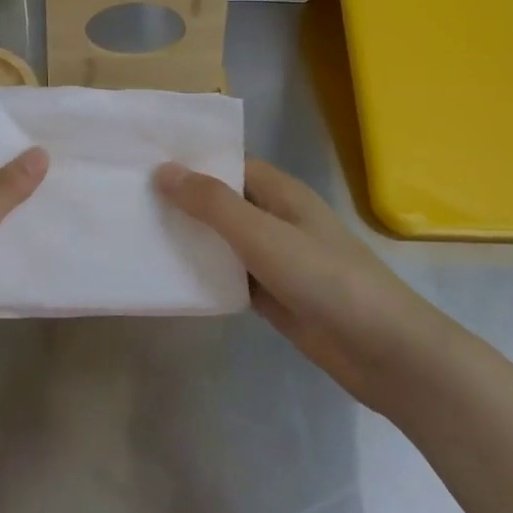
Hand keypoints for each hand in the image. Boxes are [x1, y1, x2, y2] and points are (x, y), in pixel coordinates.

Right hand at [153, 158, 447, 415]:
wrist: (385, 352)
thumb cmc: (326, 280)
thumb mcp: (263, 235)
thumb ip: (213, 203)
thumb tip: (163, 170)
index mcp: (281, 194)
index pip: (229, 163)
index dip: (190, 161)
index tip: (142, 160)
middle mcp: (277, 220)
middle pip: (222, 202)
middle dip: (182, 200)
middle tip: (128, 198)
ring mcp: (275, 260)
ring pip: (223, 241)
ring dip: (190, 239)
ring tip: (137, 232)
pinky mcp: (273, 296)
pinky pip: (229, 277)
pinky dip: (205, 275)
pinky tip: (169, 277)